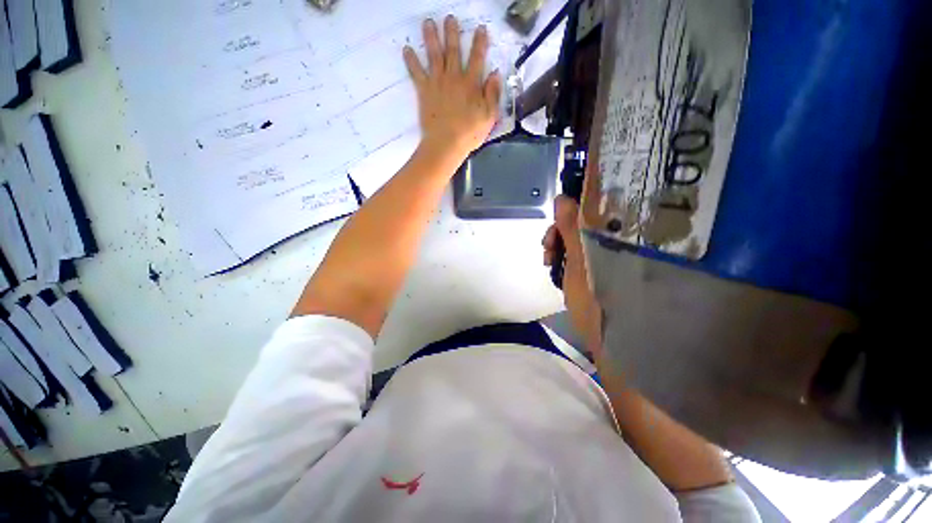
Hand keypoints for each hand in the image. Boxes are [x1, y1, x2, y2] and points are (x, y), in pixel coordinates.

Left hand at [403, 16, 501, 159]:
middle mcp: (454, 77)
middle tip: (449, 18)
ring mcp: (437, 82)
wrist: (446, 144)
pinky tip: (406, 49)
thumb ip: (493, 94)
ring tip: (428, 23)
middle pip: (453, 50)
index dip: (480, 42)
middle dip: (452, 32)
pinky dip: (411, 61)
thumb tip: (495, 74)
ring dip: (431, 37)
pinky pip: (416, 72)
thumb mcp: (489, 116)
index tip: (480, 29)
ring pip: (434, 55)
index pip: (477, 58)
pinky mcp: (424, 91)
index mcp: (471, 83)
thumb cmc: (469, 133)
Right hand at [543, 196, 602, 354]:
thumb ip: (571, 229)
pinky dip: (563, 255)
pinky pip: (577, 251)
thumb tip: (562, 197)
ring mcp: (607, 254)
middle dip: (560, 229)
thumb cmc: (596, 300)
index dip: (577, 202)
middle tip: (547, 245)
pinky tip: (554, 265)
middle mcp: (616, 241)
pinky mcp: (598, 266)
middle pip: (585, 221)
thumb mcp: (579, 261)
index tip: (558, 210)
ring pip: (578, 236)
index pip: (598, 205)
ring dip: (558, 243)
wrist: (610, 339)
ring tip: (548, 260)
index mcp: (616, 237)